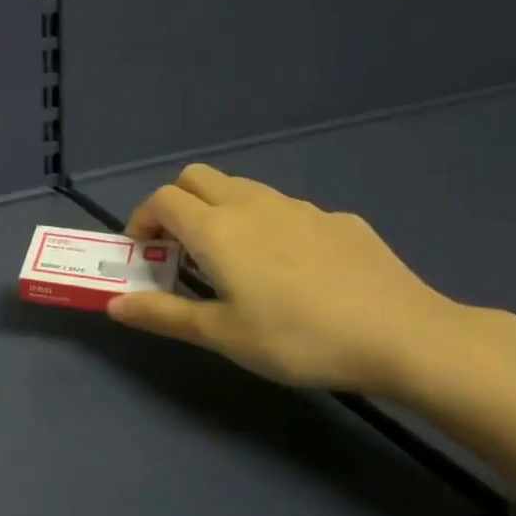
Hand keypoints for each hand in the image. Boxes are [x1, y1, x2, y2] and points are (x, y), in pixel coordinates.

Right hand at [106, 164, 466, 394]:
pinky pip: (284, 210)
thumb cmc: (295, 337)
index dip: (142, 221)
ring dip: (219, 211)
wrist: (402, 335)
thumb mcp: (221, 335)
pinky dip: (266, 225)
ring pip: (242, 188)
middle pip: (197, 178)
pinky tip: (291, 271)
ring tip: (232, 261)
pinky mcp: (337, 220)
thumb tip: (114, 304)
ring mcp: (299, 207)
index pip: (162, 199)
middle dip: (176, 204)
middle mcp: (252, 204)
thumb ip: (162, 314)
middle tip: (180, 250)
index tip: (144, 254)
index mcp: (216, 228)